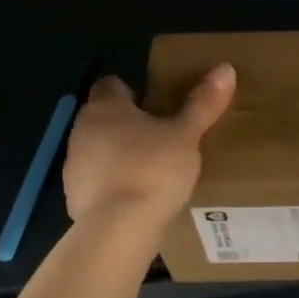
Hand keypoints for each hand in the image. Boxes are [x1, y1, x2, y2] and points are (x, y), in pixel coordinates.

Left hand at [63, 65, 236, 226]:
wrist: (118, 229)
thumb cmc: (153, 169)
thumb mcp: (186, 136)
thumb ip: (202, 103)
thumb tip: (225, 68)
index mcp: (105, 107)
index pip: (110, 85)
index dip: (131, 91)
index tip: (154, 105)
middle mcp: (81, 130)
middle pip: (102, 118)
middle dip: (127, 125)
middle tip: (160, 137)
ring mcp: (73, 166)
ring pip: (96, 150)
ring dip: (117, 155)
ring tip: (151, 170)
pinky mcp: (73, 198)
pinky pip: (95, 182)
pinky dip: (111, 185)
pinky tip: (136, 199)